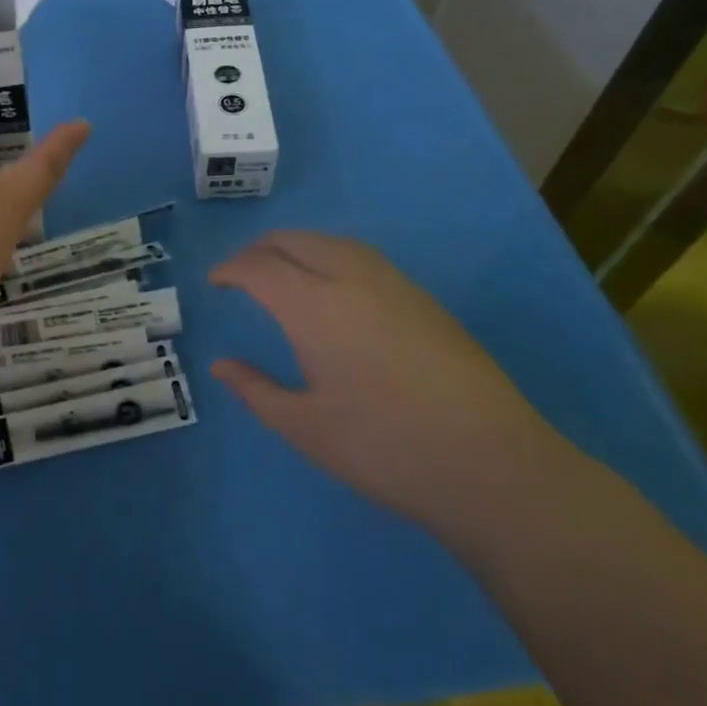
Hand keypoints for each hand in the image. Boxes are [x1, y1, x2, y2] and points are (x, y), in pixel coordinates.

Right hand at [210, 231, 560, 525]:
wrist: (491, 464)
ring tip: (283, 275)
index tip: (215, 282)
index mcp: (314, 306)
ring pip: (332, 242)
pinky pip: (362, 257)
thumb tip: (221, 366)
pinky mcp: (423, 299)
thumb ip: (255, 390)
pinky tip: (335, 291)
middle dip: (260, 250)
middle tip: (242, 276)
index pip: (259, 267)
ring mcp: (394, 284)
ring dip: (297, 248)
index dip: (230, 269)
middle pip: (295, 241)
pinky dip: (331, 257)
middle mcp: (351, 278)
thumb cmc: (384, 449)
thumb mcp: (305, 427)